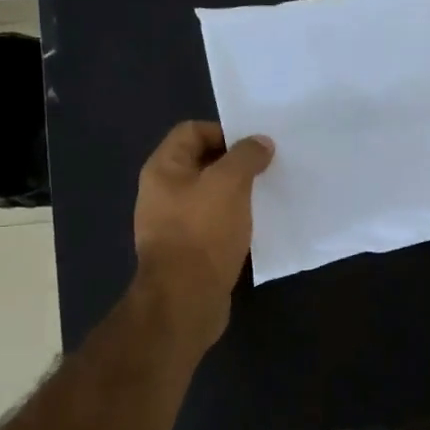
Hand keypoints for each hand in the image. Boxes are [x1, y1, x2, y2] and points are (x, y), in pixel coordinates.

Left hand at [132, 121, 273, 340]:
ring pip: (210, 194)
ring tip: (266, 196)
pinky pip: (214, 223)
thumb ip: (246, 157)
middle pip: (202, 162)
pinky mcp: (188, 249)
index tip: (255, 147)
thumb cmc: (203, 232)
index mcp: (163, 169)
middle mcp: (162, 192)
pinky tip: (255, 226)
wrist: (186, 299)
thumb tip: (260, 142)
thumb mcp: (229, 184)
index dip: (224, 132)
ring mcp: (173, 223)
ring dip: (237, 193)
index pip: (192, 131)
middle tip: (267, 169)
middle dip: (235, 163)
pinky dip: (234, 219)